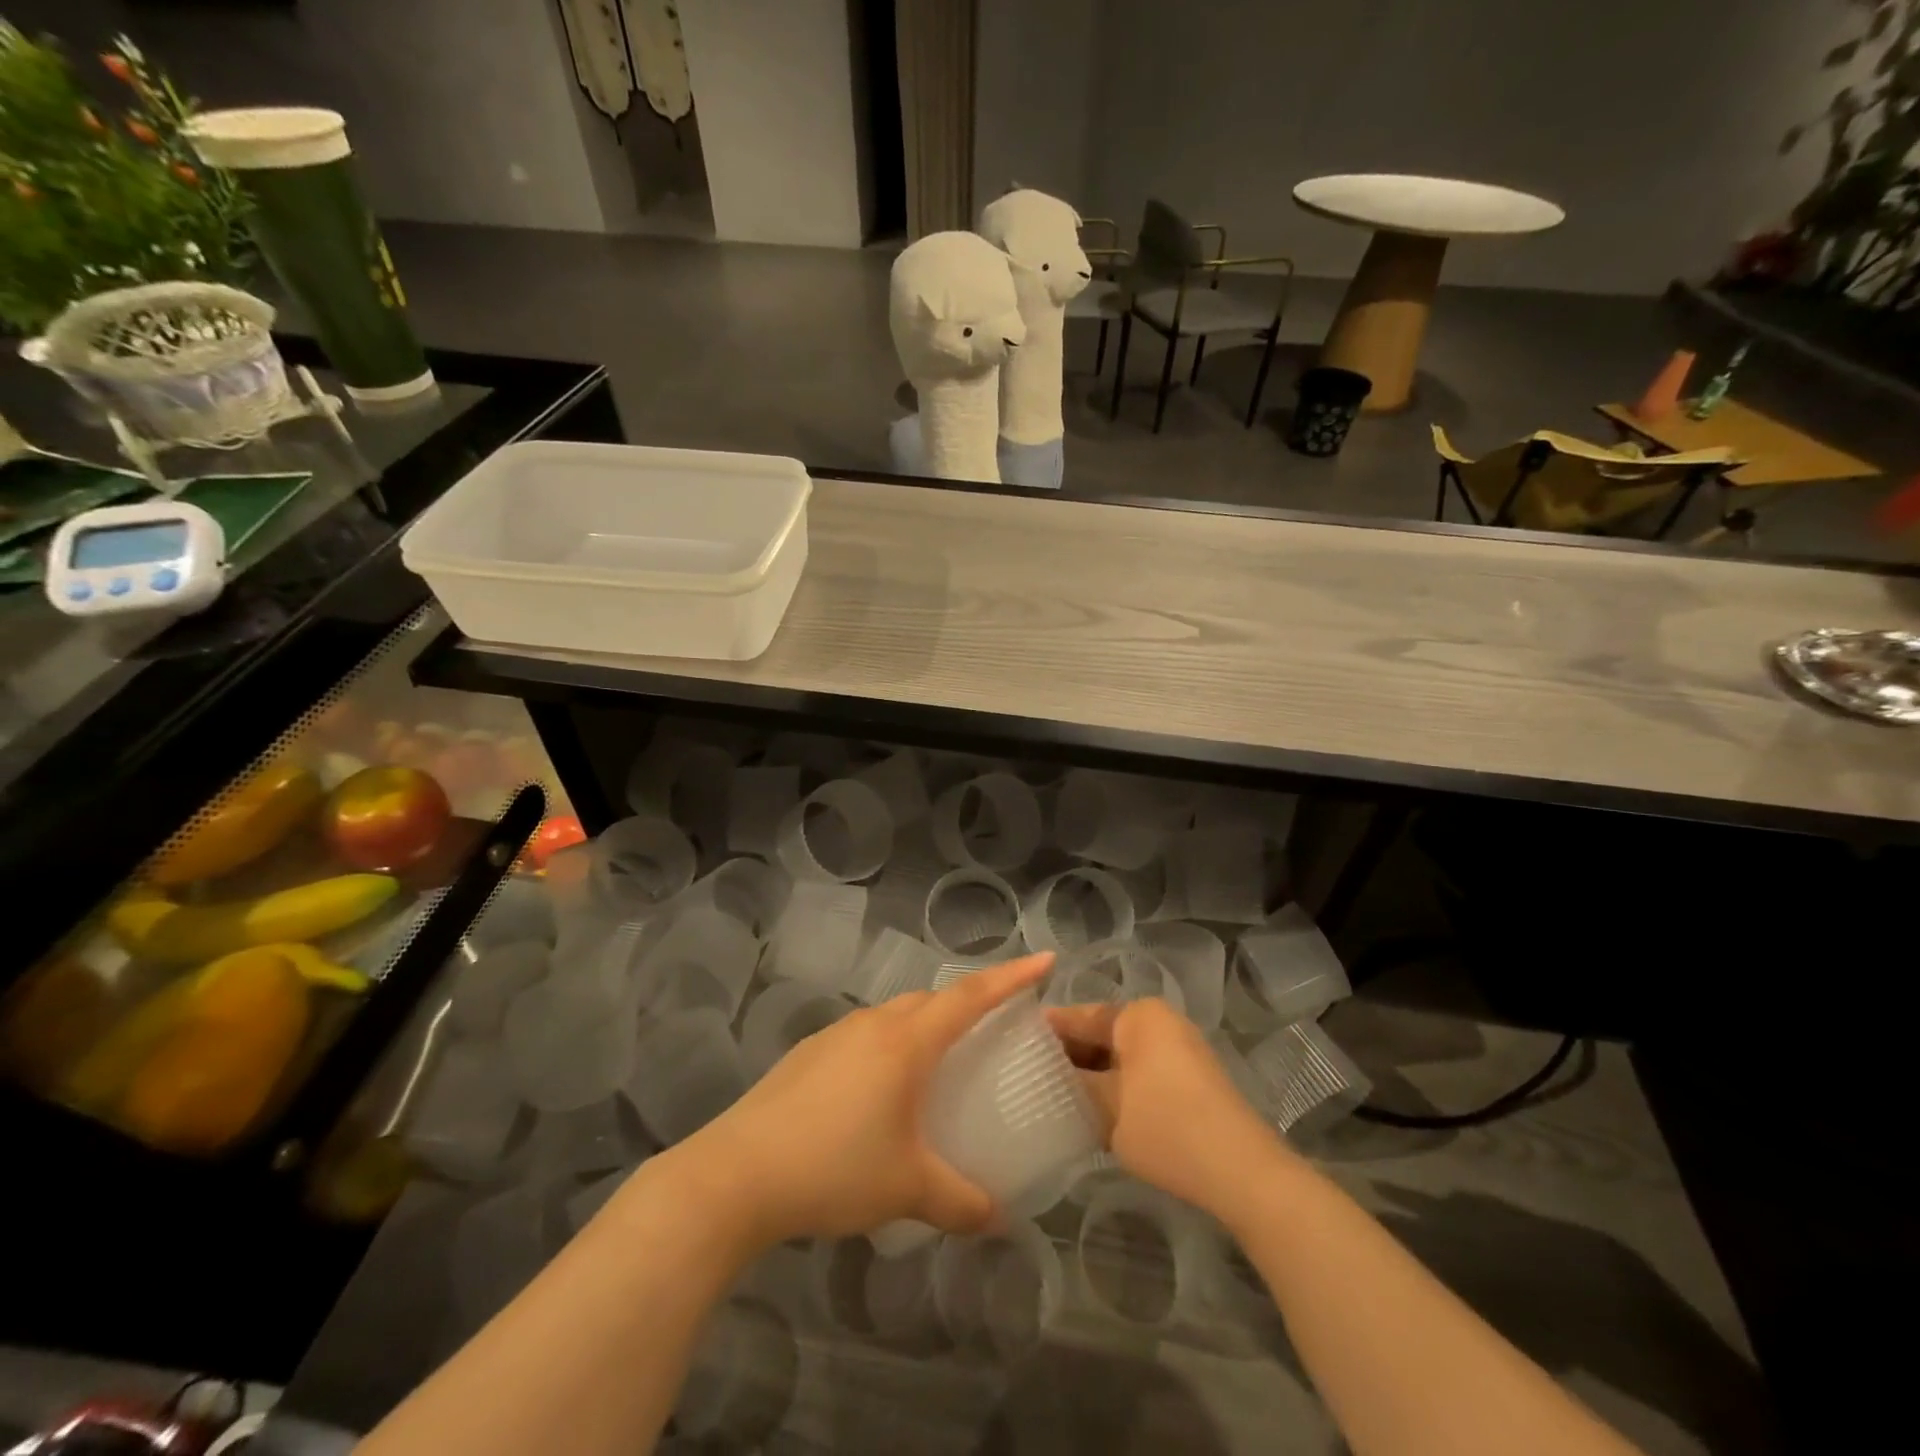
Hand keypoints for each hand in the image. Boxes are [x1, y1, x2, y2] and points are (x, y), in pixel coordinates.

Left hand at [673, 953, 1054, 1251]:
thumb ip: (959, 1201)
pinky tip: (876, 1094)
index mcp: (906, 1042)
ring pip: (893, 1016)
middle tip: (990, 1026)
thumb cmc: (834, 1168)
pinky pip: (863, 1037)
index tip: (1045, 960)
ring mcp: (835, 1036)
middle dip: (965, 1003)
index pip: (971, 996)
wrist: (737, 1174)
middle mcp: (873, 1025)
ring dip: (922, 1026)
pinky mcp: (806, 1054)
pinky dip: (886, 1048)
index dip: (1011, 977)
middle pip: (930, 1000)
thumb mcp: (907, 1188)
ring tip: (934, 1066)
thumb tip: (997, 1217)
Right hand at [1049, 998, 1295, 1222]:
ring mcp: (1179, 1048)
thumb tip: (1046, 1074)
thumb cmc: (1167, 1128)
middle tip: (1029, 1075)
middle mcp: (1159, 1021)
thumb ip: (1072, 1084)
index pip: (1079, 1015)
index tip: (1014, 1046)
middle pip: (1101, 1032)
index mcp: (1138, 1015)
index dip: (1046, 1032)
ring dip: (1092, 1073)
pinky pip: (1141, 1070)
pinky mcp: (1191, 1077)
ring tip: (1054, 1094)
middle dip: (1069, 1055)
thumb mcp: (1106, 1108)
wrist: (1242, 1172)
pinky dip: (1117, 1084)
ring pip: (1120, 1054)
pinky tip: (1093, 1108)